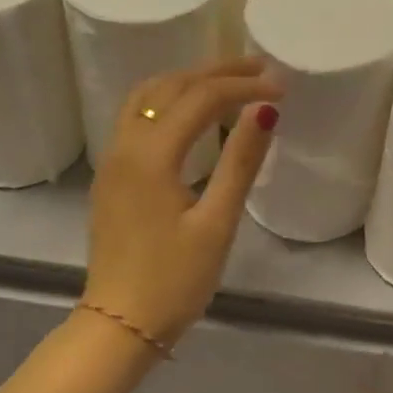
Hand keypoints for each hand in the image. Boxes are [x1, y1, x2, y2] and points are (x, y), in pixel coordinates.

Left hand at [81, 58, 283, 348]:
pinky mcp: (111, 177)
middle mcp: (124, 146)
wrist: (120, 324)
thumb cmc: (175, 281)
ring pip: (147, 97)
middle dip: (216, 72)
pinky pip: (137, 117)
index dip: (243, 87)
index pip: (200, 98)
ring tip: (228, 81)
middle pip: (170, 86)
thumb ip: (240, 162)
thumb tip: (265, 110)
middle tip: (260, 69)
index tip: (281, 88)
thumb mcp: (217, 224)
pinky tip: (191, 113)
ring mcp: (112, 160)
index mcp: (151, 156)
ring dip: (187, 81)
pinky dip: (168, 100)